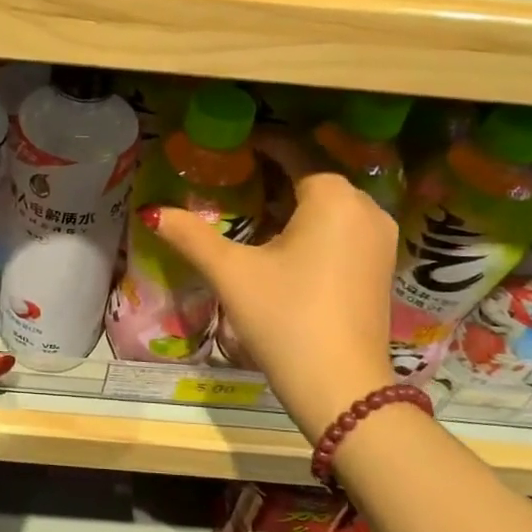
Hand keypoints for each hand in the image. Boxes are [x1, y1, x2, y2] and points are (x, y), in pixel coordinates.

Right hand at [146, 132, 398, 439]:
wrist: (342, 389)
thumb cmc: (286, 318)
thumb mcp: (232, 273)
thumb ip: (191, 235)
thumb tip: (151, 212)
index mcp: (332, 196)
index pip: (292, 151)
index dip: (259, 143)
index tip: (229, 144)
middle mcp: (365, 207)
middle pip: (312, 175)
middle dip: (273, 172)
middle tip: (232, 176)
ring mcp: (379, 238)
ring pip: (329, 203)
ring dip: (293, 200)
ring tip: (250, 207)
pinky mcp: (380, 265)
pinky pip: (343, 227)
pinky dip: (313, 224)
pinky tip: (283, 242)